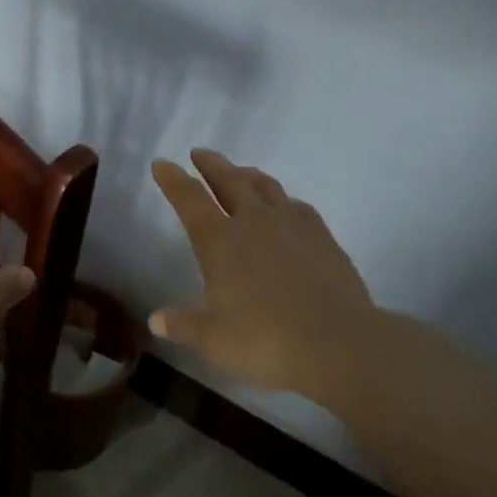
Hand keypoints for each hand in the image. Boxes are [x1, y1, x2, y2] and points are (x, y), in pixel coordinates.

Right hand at [149, 149, 439, 404]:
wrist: (340, 344)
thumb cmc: (267, 342)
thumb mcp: (215, 341)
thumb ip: (184, 326)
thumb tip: (156, 321)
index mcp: (220, 243)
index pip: (189, 200)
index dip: (173, 180)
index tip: (162, 163)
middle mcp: (254, 223)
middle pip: (229, 181)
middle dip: (211, 165)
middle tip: (200, 153)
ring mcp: (292, 226)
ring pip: (266, 186)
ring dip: (248, 174)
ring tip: (240, 171)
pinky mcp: (322, 237)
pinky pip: (298, 206)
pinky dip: (284, 200)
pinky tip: (286, 205)